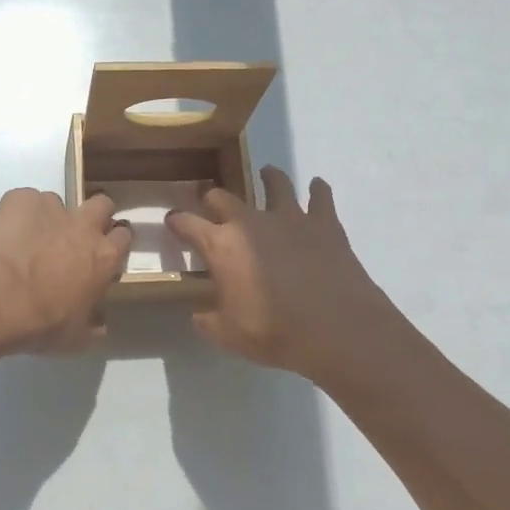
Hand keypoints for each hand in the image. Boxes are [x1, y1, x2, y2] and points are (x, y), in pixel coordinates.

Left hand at [0, 189, 132, 353]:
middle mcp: (83, 225)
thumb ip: (93, 326)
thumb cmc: (41, 324)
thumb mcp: (76, 338)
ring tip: (28, 239)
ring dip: (49, 217)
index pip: (123, 236)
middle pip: (102, 204)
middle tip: (75, 236)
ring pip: (57, 201)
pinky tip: (5, 234)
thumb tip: (100, 323)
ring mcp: (51, 206)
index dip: (113, 242)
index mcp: (103, 257)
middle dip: (93, 215)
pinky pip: (24, 200)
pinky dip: (18, 214)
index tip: (103, 253)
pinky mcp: (19, 199)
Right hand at [166, 167, 409, 382]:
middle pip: (223, 197)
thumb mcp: (228, 335)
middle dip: (212, 198)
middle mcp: (250, 222)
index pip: (187, 224)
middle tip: (211, 202)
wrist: (337, 330)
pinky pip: (321, 196)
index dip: (176, 221)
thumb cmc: (276, 333)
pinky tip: (316, 187)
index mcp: (221, 246)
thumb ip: (208, 320)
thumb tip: (198, 314)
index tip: (172, 221)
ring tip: (266, 175)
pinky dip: (317, 190)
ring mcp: (290, 217)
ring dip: (267, 178)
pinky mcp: (325, 223)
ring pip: (274, 183)